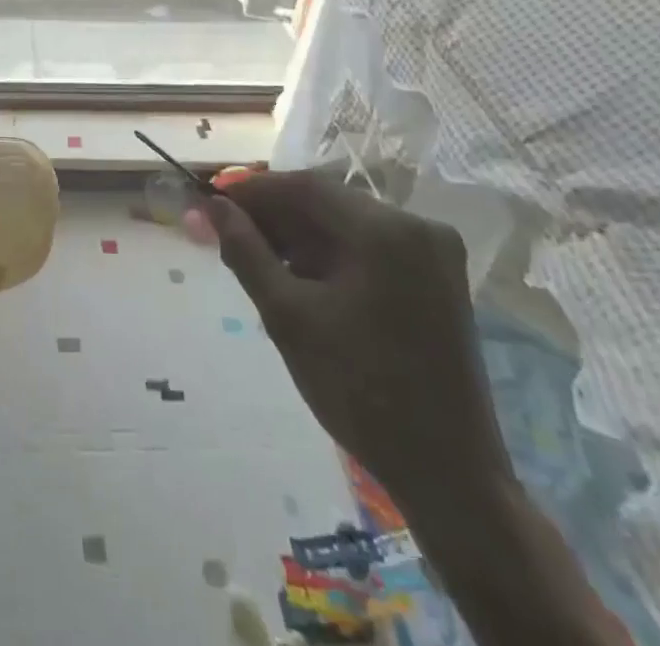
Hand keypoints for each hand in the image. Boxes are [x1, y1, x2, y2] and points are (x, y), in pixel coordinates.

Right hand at [200, 172, 513, 516]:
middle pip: (326, 203)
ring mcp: (433, 252)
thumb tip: (212, 206)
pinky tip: (299, 279)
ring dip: (299, 238)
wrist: (448, 473)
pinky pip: (369, 247)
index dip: (252, 192)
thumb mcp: (288, 316)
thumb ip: (245, 250)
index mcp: (385, 231)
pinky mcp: (437, 277)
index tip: (211, 204)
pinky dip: (331, 256)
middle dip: (274, 217)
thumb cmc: (360, 391)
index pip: (304, 187)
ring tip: (256, 262)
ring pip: (345, 224)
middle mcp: (416, 226)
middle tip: (226, 236)